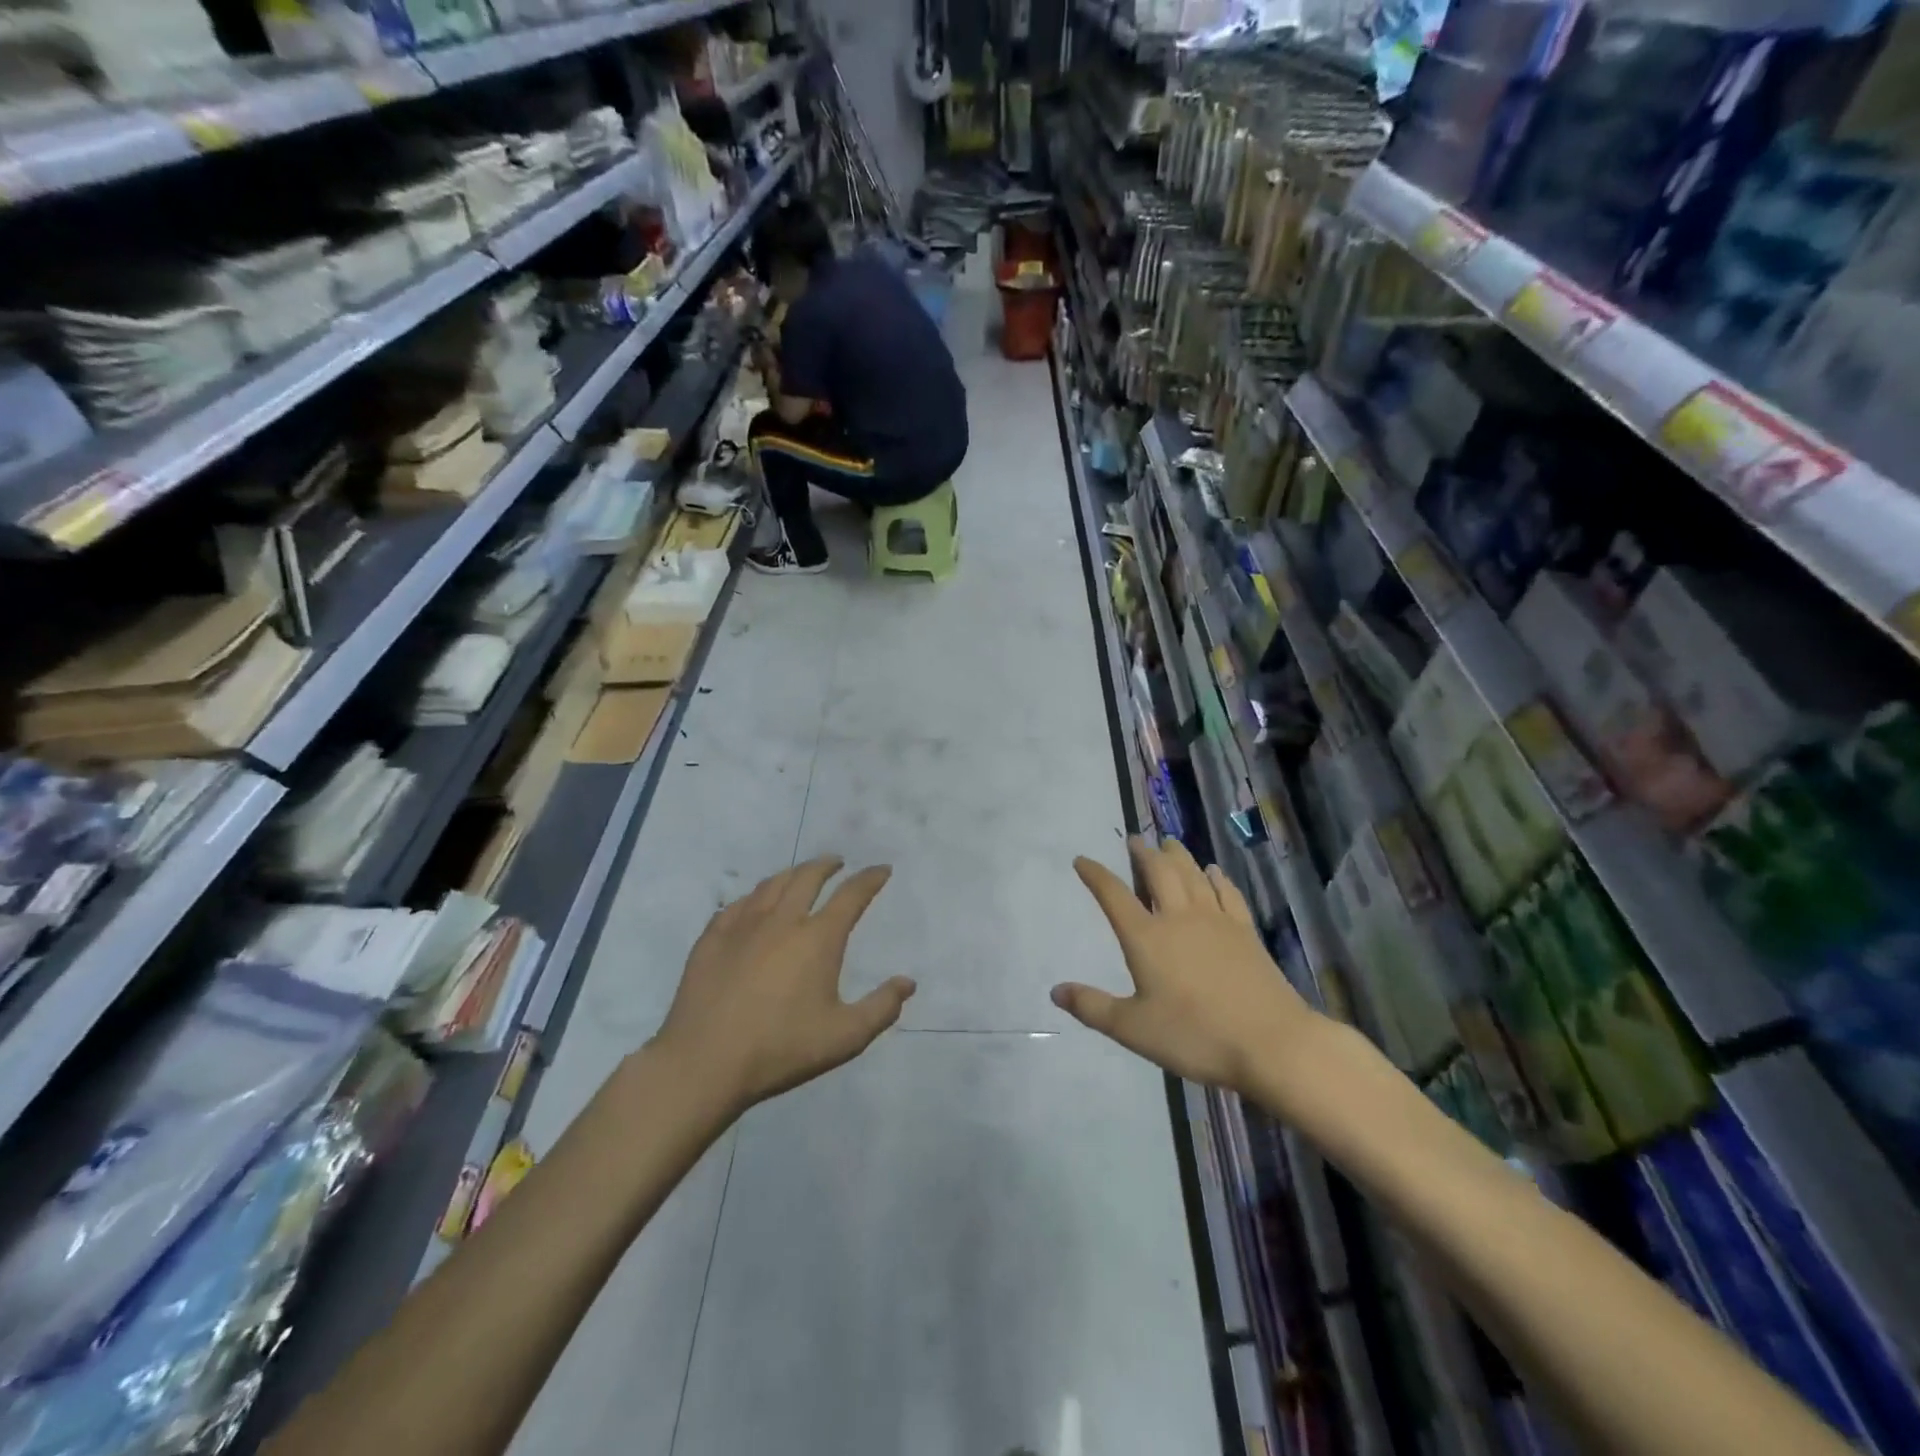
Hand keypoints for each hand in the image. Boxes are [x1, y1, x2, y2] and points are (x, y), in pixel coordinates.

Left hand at [656, 856, 914, 1110]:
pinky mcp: (711, 938)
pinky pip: (736, 904)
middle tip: (837, 862)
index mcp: (818, 938)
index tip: (881, 869)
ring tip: (799, 874)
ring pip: (771, 885)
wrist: (705, 1062)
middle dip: (827, 865)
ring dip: (791, 873)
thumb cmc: (781, 1048)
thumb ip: (881, 1008)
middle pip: (807, 877)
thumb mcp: (844, 1037)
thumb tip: (907, 982)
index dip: (869, 879)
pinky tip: (753, 904)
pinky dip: (754, 897)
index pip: (851, 895)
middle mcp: (782, 920)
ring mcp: (742, 925)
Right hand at [1053, 837, 1321, 1093]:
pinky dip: (1216, 878)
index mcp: (1146, 938)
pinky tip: (1213, 871)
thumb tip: (1056, 991)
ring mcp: (1216, 921)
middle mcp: (1178, 918)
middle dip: (1143, 853)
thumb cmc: (1196, 1036)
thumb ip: (1092, 1007)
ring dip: (1177, 855)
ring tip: (1168, 842)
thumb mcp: (1133, 1029)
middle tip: (1134, 840)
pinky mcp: (1245, 931)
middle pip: (1158, 873)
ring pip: (1192, 875)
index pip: (1114, 895)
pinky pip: (1226, 893)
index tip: (1082, 859)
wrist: (1271, 1043)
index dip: (1096, 875)